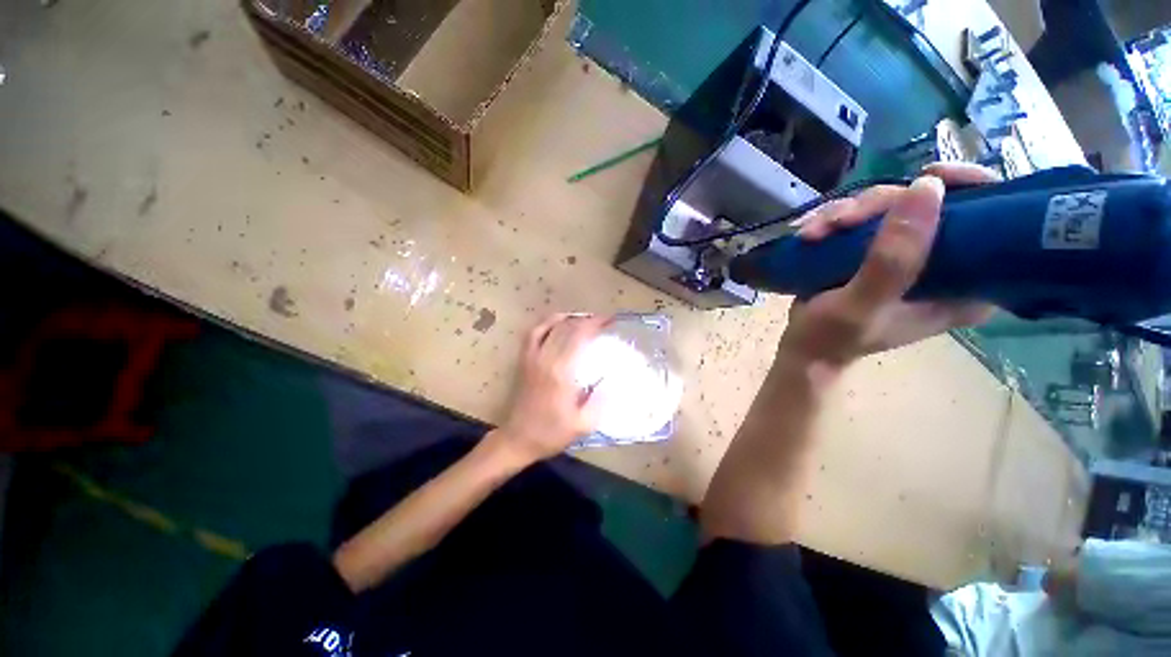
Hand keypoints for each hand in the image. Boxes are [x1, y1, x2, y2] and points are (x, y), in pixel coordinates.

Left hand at [490, 313, 610, 463]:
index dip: (595, 324)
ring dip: (568, 318)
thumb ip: (600, 401)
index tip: (609, 321)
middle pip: (566, 327)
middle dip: (586, 319)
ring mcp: (532, 357)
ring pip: (549, 325)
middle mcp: (545, 359)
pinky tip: (557, 324)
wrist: (518, 439)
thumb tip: (611, 380)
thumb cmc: (551, 433)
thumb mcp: (583, 424)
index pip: (579, 336)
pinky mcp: (524, 360)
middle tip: (602, 321)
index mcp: (561, 372)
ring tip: (583, 319)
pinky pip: (534, 333)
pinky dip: (547, 323)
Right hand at [779, 163, 999, 370]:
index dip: (971, 187)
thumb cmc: (833, 337)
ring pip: (892, 205)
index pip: (996, 222)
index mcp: (968, 286)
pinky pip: (865, 217)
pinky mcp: (879, 251)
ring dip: (847, 213)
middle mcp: (947, 265)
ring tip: (814, 234)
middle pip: (933, 204)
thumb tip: (926, 187)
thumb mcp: (862, 304)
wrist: (804, 348)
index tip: (930, 177)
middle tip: (841, 222)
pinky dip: (833, 220)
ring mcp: (909, 255)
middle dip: (880, 206)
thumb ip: (892, 259)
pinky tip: (810, 234)